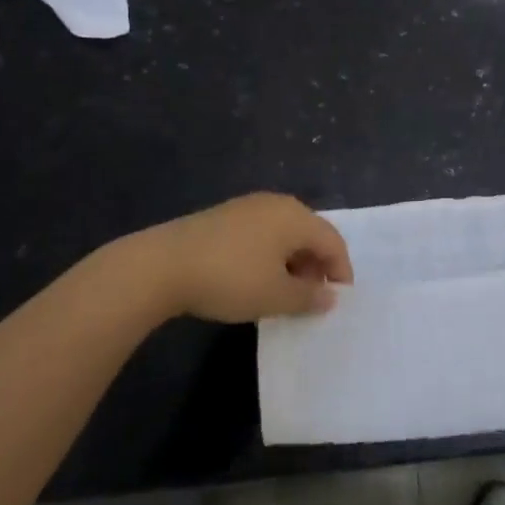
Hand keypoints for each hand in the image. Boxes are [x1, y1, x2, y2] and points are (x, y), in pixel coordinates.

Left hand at [110, 193, 353, 322]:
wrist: (163, 265)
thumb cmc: (230, 279)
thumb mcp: (275, 296)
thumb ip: (308, 297)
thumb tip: (329, 296)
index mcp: (295, 216)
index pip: (332, 241)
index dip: (341, 271)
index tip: (338, 301)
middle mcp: (276, 203)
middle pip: (310, 233)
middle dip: (316, 266)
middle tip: (310, 299)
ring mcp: (248, 207)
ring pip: (284, 234)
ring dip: (292, 262)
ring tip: (282, 294)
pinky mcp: (225, 216)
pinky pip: (262, 234)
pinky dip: (269, 256)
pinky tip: (254, 279)